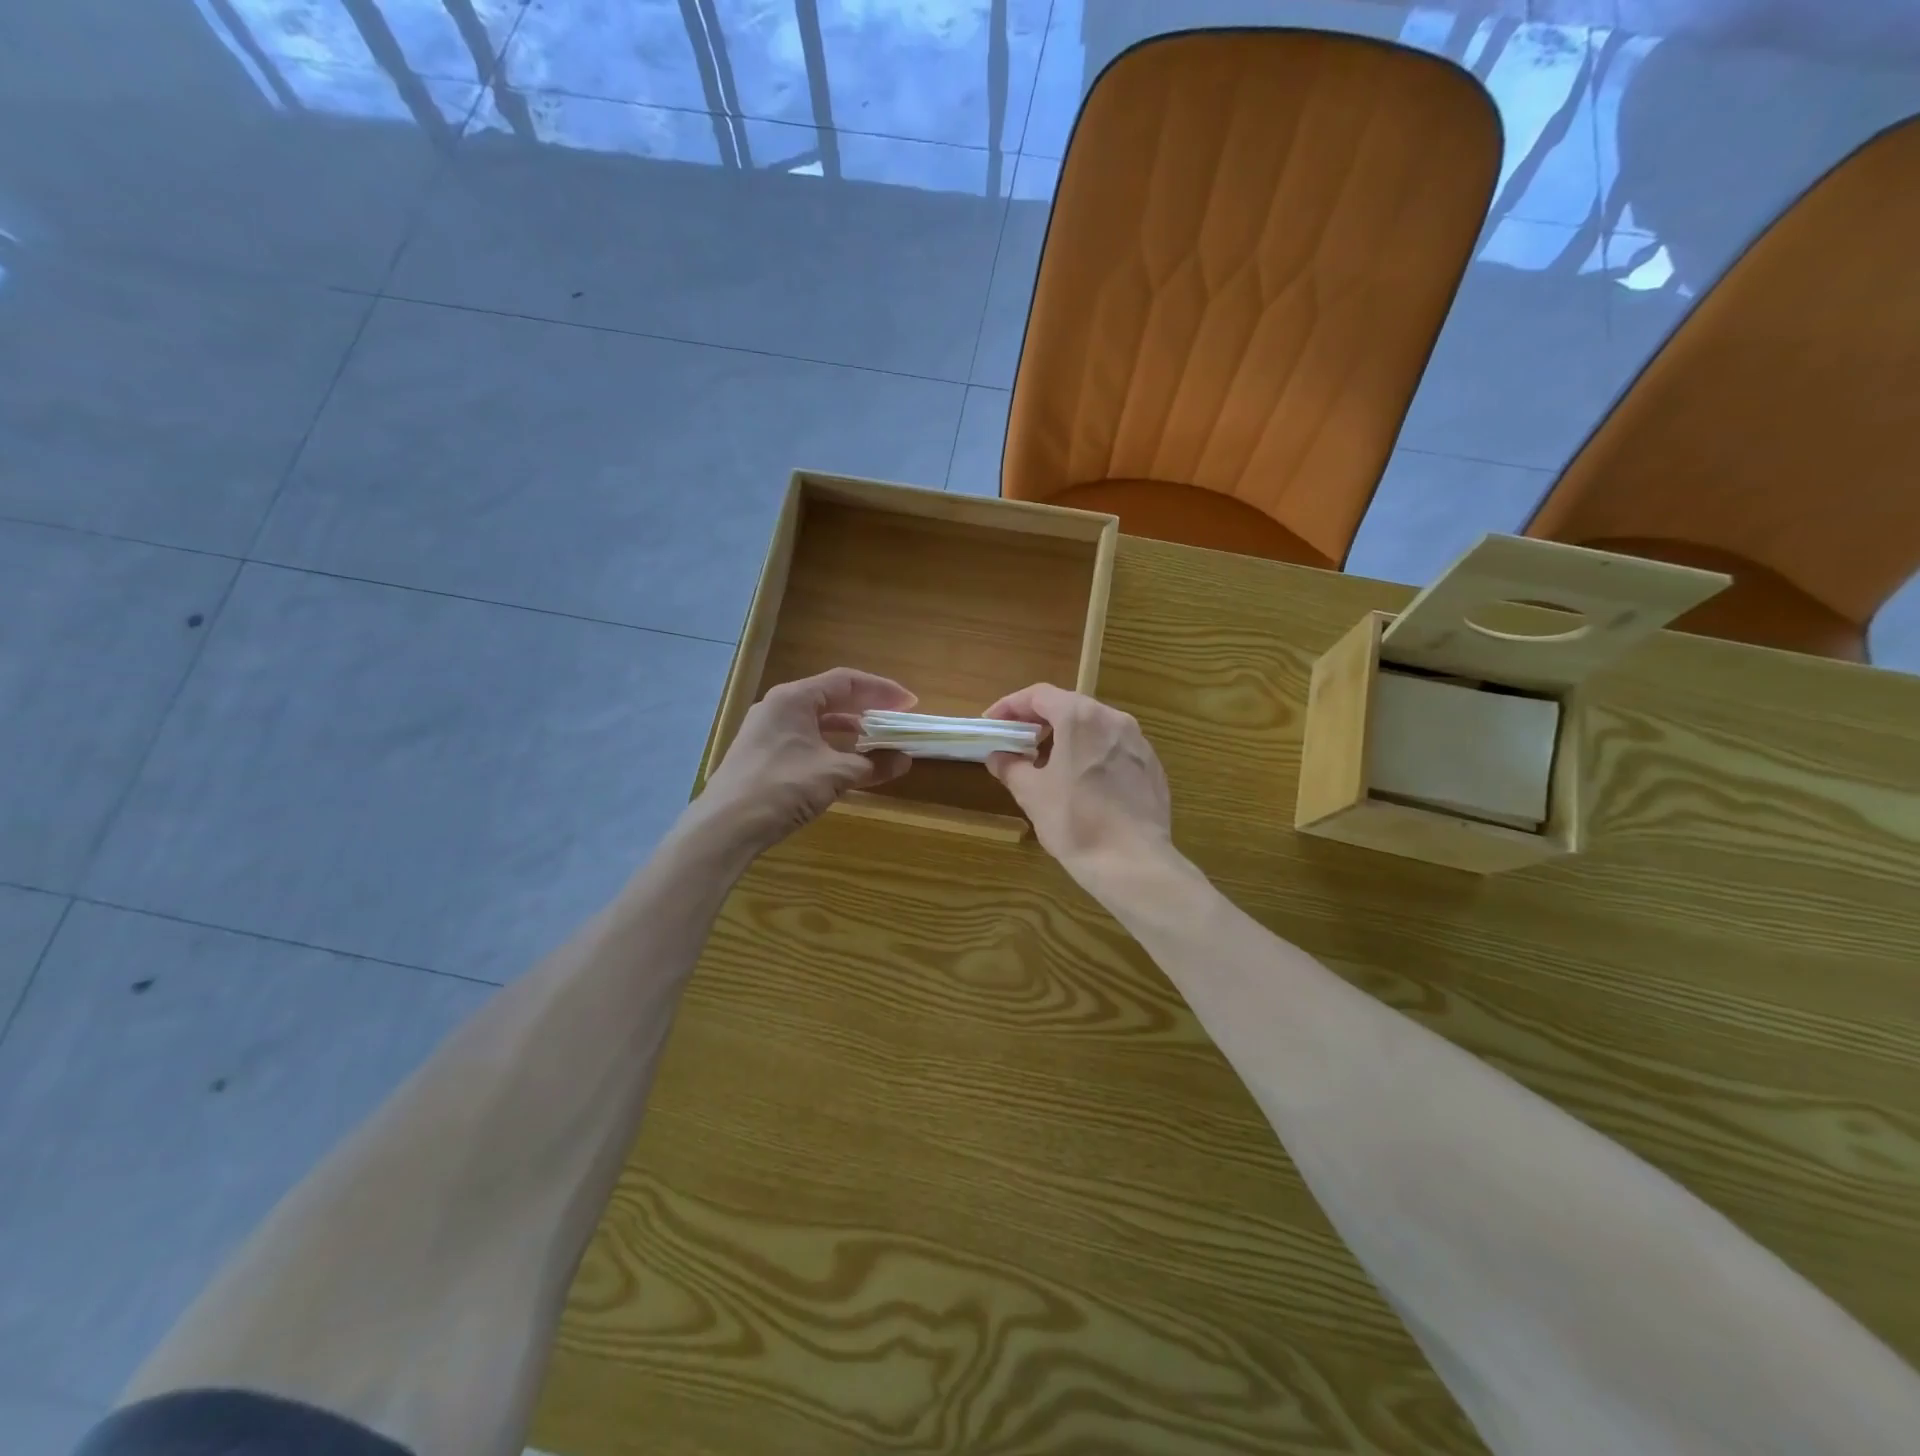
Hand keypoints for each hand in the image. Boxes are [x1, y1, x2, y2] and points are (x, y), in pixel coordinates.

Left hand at [695, 668, 914, 852]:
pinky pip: (806, 741)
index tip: (909, 704)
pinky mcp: (763, 756)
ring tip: (878, 743)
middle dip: (867, 710)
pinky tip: (848, 764)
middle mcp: (779, 707)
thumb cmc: (781, 788)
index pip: (845, 681)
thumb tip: (904, 761)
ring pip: (818, 722)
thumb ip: (872, 764)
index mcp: (794, 699)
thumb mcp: (834, 774)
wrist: (725, 827)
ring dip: (850, 731)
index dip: (881, 689)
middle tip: (896, 721)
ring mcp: (768, 732)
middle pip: (831, 699)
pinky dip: (831, 747)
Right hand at [984, 684, 1172, 885]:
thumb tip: (998, 756)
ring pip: (1095, 726)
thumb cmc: (1075, 822)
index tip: (992, 723)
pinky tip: (1082, 782)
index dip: (1010, 706)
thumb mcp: (1032, 793)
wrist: (1133, 862)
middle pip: (1069, 706)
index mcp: (1080, 717)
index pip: (1039, 695)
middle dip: (1039, 720)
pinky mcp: (1152, 766)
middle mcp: (1114, 719)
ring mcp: (1138, 742)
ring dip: (1067, 736)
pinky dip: (1092, 753)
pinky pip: (1114, 748)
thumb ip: (1011, 767)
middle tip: (1017, 741)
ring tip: (1047, 762)